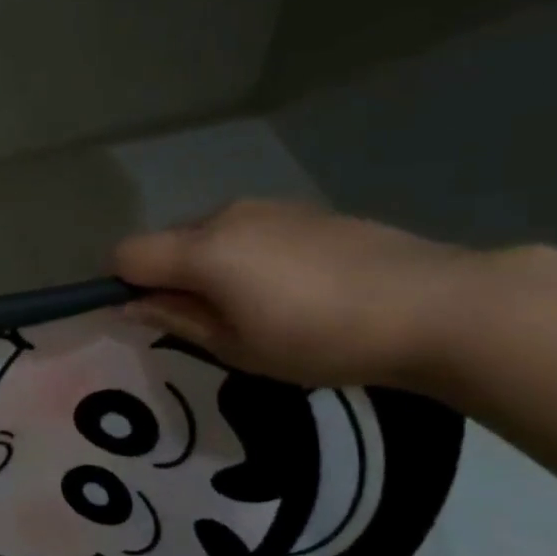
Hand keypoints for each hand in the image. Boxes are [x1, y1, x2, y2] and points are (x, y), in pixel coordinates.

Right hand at [113, 200, 488, 387]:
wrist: (435, 305)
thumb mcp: (238, 347)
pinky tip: (293, 289)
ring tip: (257, 309)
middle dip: (169, 277)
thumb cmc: (321, 339)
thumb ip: (177, 320)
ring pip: (209, 235)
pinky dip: (246, 257)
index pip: (126, 254)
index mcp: (203, 250)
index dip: (121, 285)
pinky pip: (249, 231)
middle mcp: (226, 216)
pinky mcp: (305, 210)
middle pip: (167, 242)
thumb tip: (131, 307)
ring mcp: (269, 208)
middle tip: (208, 323)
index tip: (147, 317)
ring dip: (210, 267)